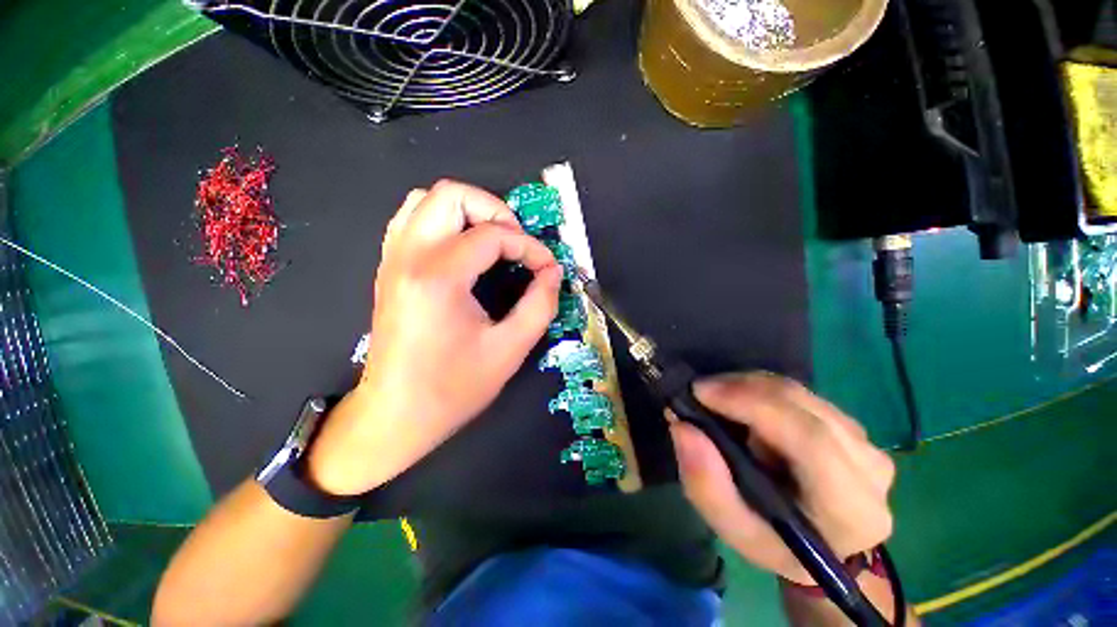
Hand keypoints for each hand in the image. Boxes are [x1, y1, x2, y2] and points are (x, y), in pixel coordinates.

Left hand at [309, 180, 562, 494]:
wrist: (396, 414)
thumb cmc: (453, 388)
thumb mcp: (510, 349)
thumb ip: (540, 305)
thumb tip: (553, 273)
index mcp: (439, 278)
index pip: (493, 236)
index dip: (530, 247)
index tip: (547, 267)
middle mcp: (409, 257)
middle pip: (451, 195)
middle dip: (495, 211)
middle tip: (517, 242)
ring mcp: (392, 260)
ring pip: (425, 200)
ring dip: (467, 211)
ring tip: (493, 241)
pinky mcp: (389, 269)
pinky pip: (411, 220)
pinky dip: (443, 221)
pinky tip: (463, 249)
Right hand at [670, 372, 894, 584]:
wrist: (820, 541)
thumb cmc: (774, 542)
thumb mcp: (732, 527)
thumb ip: (705, 483)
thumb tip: (682, 426)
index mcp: (850, 508)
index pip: (808, 438)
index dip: (752, 404)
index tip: (700, 391)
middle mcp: (870, 467)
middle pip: (800, 405)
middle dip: (741, 389)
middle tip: (700, 392)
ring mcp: (865, 441)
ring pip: (797, 392)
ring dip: (748, 388)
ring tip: (719, 402)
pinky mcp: (852, 425)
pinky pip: (799, 393)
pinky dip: (761, 390)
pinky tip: (743, 404)